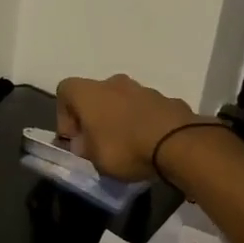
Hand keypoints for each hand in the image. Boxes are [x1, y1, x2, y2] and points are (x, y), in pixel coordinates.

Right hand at [54, 74, 197, 182]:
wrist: (178, 143)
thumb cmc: (125, 148)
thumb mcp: (94, 159)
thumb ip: (85, 148)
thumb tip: (85, 144)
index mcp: (89, 92)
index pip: (65, 90)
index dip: (64, 115)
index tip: (75, 139)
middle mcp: (114, 83)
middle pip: (96, 95)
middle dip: (95, 118)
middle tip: (99, 144)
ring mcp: (143, 89)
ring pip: (123, 101)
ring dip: (121, 120)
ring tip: (128, 147)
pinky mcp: (167, 100)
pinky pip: (147, 110)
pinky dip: (144, 124)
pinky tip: (150, 146)